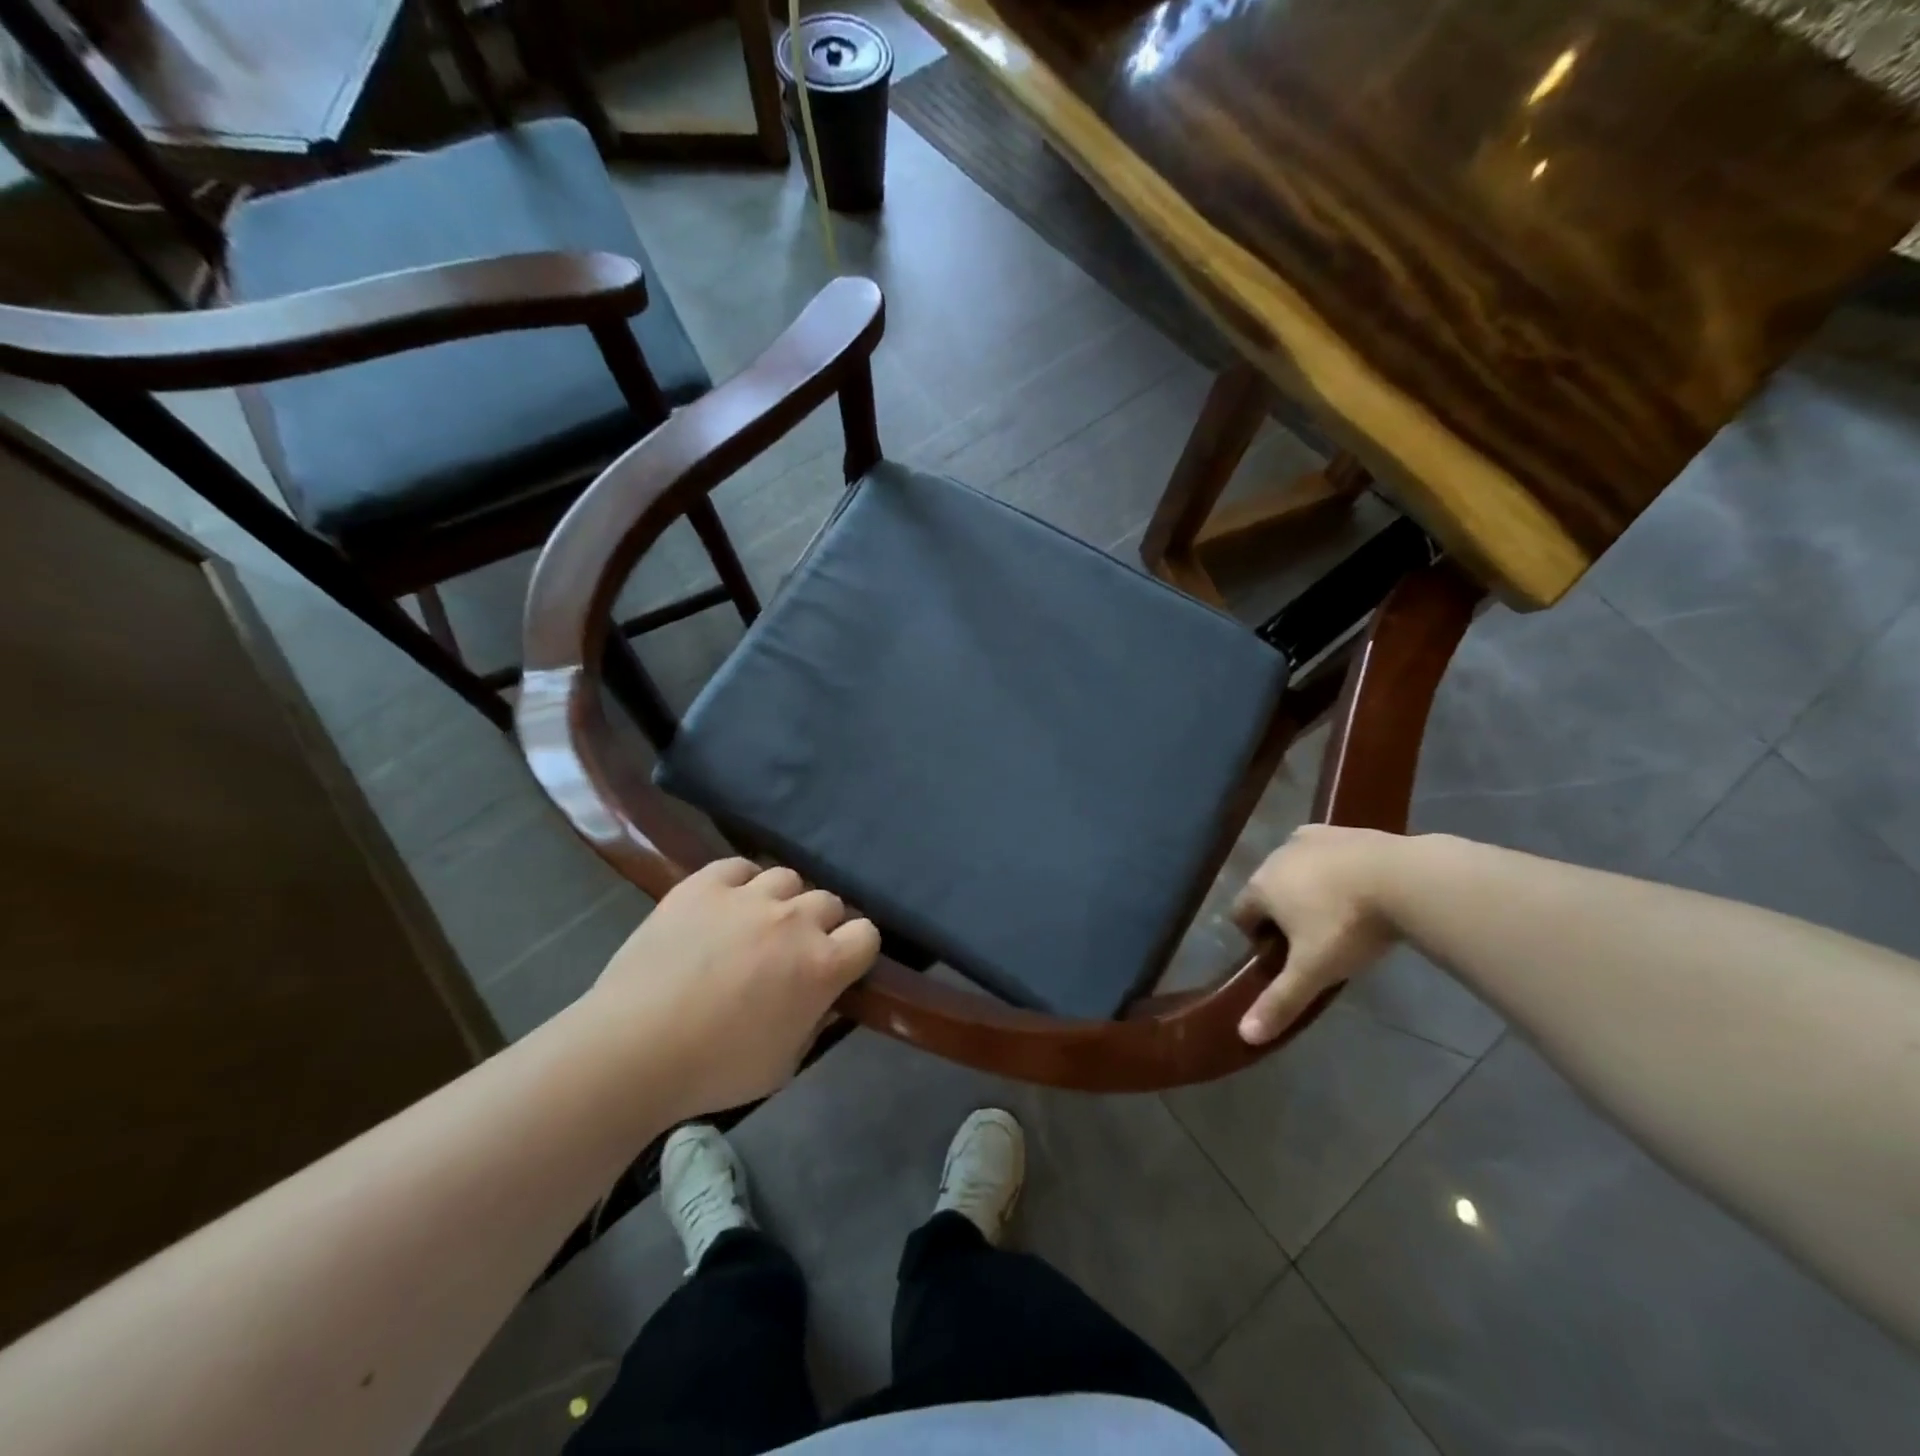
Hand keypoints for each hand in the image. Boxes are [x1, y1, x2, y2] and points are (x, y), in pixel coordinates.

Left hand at [583, 859, 880, 1116]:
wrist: (632, 1049)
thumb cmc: (714, 1069)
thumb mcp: (784, 1064)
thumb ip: (814, 1022)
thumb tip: (822, 998)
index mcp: (822, 966)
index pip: (867, 934)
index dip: (856, 950)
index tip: (839, 966)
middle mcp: (795, 920)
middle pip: (829, 901)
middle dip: (819, 925)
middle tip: (791, 952)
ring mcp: (748, 896)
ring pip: (788, 878)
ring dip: (782, 901)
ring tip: (756, 924)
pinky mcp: (704, 884)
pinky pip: (740, 866)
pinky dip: (741, 882)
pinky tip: (726, 905)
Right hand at [1231, 825, 1401, 1044]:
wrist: (1405, 878)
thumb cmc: (1348, 926)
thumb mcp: (1314, 971)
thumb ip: (1280, 1001)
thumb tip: (1244, 1036)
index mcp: (1261, 887)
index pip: (1240, 914)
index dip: (1257, 938)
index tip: (1287, 957)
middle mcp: (1275, 857)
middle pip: (1266, 889)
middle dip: (1282, 912)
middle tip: (1316, 940)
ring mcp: (1309, 838)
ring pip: (1294, 867)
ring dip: (1306, 887)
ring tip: (1341, 914)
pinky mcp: (1341, 829)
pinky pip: (1323, 849)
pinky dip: (1331, 866)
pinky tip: (1359, 884)